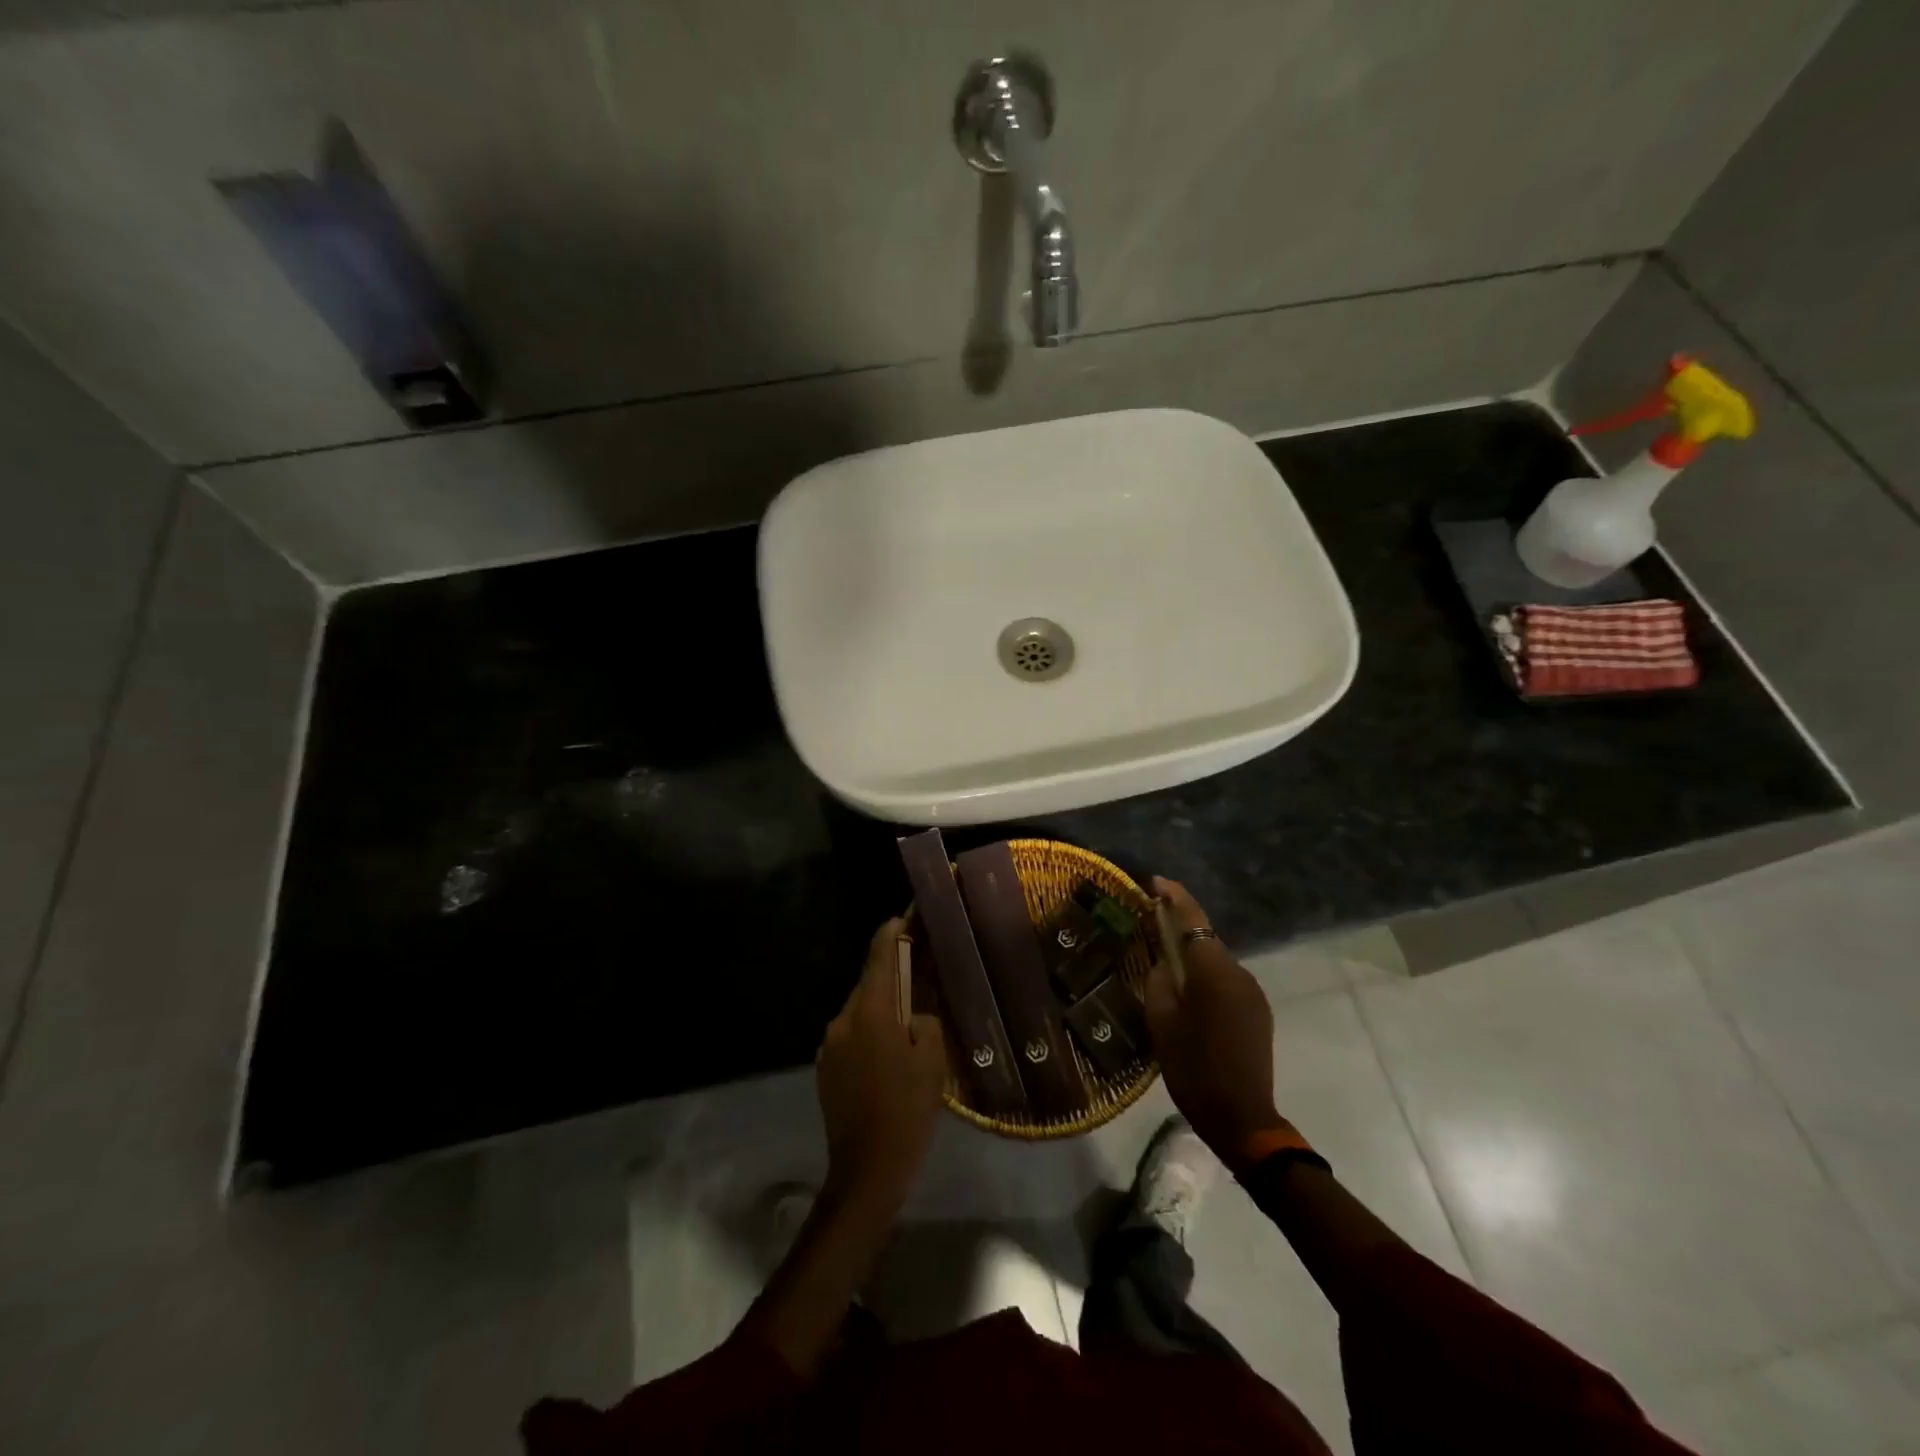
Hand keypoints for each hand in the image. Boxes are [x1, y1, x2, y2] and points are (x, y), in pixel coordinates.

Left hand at [816, 918, 948, 1209]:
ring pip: (861, 1009)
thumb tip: (916, 1005)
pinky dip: (871, 1031)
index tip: (908, 914)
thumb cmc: (907, 1110)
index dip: (894, 930)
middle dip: (894, 971)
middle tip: (923, 970)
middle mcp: (843, 1017)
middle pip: (870, 980)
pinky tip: (890, 1051)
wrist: (866, 1171)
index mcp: (870, 1010)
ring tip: (910, 1017)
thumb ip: (924, 1017)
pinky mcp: (826, 1067)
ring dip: (882, 1005)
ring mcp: (830, 1043)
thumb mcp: (931, 1059)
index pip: (880, 953)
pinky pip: (852, 1034)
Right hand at [1144, 877, 1287, 1167]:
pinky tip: (1190, 993)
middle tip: (1151, 924)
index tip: (1156, 882)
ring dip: (1194, 956)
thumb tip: (1163, 961)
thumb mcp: (1162, 1023)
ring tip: (1167, 965)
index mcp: (1214, 974)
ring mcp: (1253, 993)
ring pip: (1216, 961)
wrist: (1242, 1118)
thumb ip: (1160, 981)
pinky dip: (1207, 976)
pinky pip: (1227, 980)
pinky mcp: (1258, 1011)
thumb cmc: (1194, 1069)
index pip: (1194, 921)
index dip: (1175, 897)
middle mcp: (1239, 974)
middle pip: (1206, 939)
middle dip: (1181, 927)